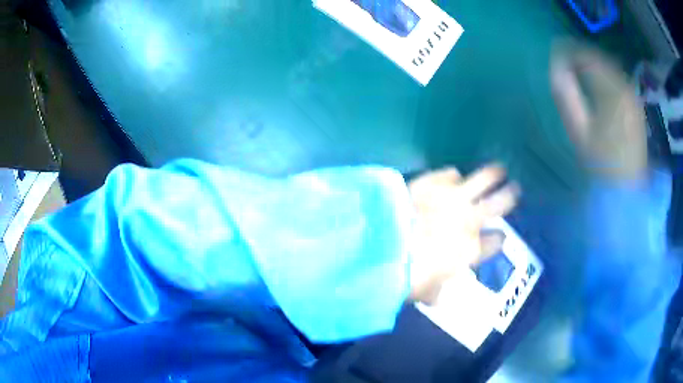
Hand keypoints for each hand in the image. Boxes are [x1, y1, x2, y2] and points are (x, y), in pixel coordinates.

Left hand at [407, 165, 519, 304]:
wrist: (380, 245)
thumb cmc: (405, 277)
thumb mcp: (424, 293)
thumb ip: (436, 292)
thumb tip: (437, 298)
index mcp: (471, 250)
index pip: (496, 242)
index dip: (498, 240)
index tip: (498, 237)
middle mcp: (469, 220)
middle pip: (500, 203)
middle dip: (510, 196)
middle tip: (515, 189)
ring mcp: (452, 197)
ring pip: (483, 180)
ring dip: (493, 175)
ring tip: (499, 170)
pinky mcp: (432, 182)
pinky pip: (450, 173)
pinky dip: (453, 176)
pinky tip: (452, 177)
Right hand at [550, 42, 646, 180]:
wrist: (629, 189)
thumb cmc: (603, 163)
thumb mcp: (580, 133)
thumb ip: (567, 98)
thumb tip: (555, 70)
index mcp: (610, 90)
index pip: (587, 57)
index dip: (569, 52)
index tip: (555, 53)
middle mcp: (624, 86)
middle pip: (599, 58)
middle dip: (581, 55)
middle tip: (565, 59)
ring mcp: (631, 96)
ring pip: (609, 67)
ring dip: (593, 64)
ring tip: (579, 69)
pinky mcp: (635, 104)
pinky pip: (617, 79)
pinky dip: (604, 75)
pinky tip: (597, 83)